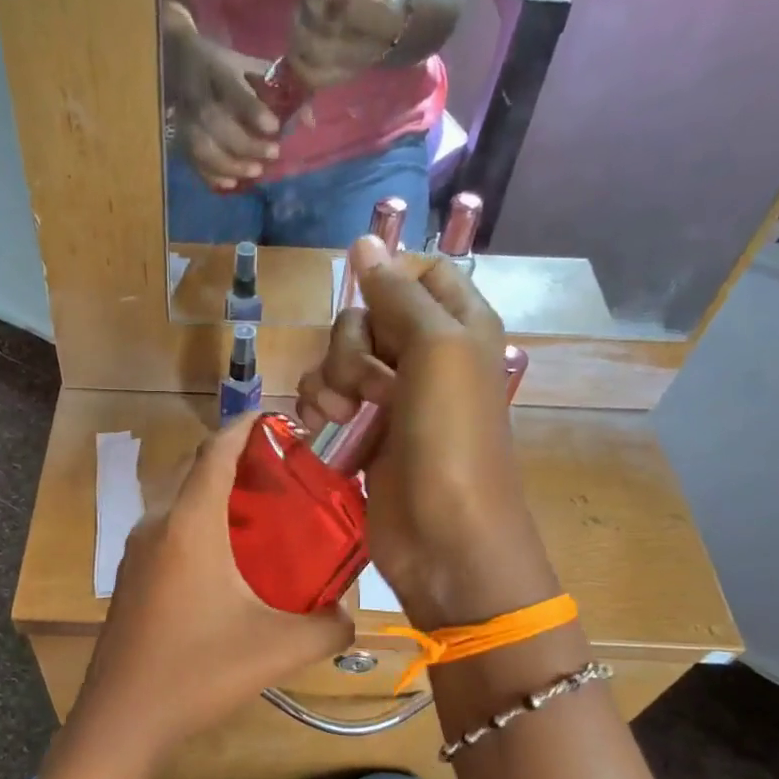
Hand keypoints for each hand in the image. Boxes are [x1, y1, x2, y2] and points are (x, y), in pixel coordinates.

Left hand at [70, 415, 352, 760]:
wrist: (122, 719)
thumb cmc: (199, 672)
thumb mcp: (280, 649)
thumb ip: (330, 626)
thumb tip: (350, 615)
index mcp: (190, 524)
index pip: (217, 449)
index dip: (248, 426)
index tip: (280, 420)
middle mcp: (157, 526)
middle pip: (198, 471)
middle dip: (239, 461)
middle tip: (287, 476)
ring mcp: (137, 553)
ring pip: (181, 504)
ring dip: (219, 498)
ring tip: (266, 518)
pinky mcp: (130, 580)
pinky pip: (169, 533)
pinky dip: (200, 527)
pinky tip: (229, 565)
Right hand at [164, 4, 287, 190]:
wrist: (175, 60)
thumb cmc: (220, 65)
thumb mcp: (245, 65)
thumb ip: (275, 89)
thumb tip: (309, 121)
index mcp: (215, 69)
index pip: (232, 91)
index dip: (252, 111)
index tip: (274, 126)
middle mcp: (195, 94)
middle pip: (215, 122)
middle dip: (245, 143)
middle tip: (271, 154)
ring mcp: (182, 118)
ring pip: (200, 146)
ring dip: (228, 164)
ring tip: (254, 173)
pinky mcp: (177, 137)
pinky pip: (191, 162)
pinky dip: (210, 176)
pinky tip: (229, 185)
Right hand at [295, 238, 557, 627]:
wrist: (444, 539)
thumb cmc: (451, 441)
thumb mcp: (436, 350)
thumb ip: (398, 294)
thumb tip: (364, 240)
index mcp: (459, 325)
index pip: (418, 274)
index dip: (388, 284)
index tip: (371, 310)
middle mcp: (426, 355)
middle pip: (367, 316)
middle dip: (353, 346)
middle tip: (370, 386)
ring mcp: (393, 397)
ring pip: (339, 358)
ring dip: (329, 380)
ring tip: (343, 417)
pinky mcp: (364, 432)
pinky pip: (327, 397)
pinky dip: (319, 407)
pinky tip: (323, 428)